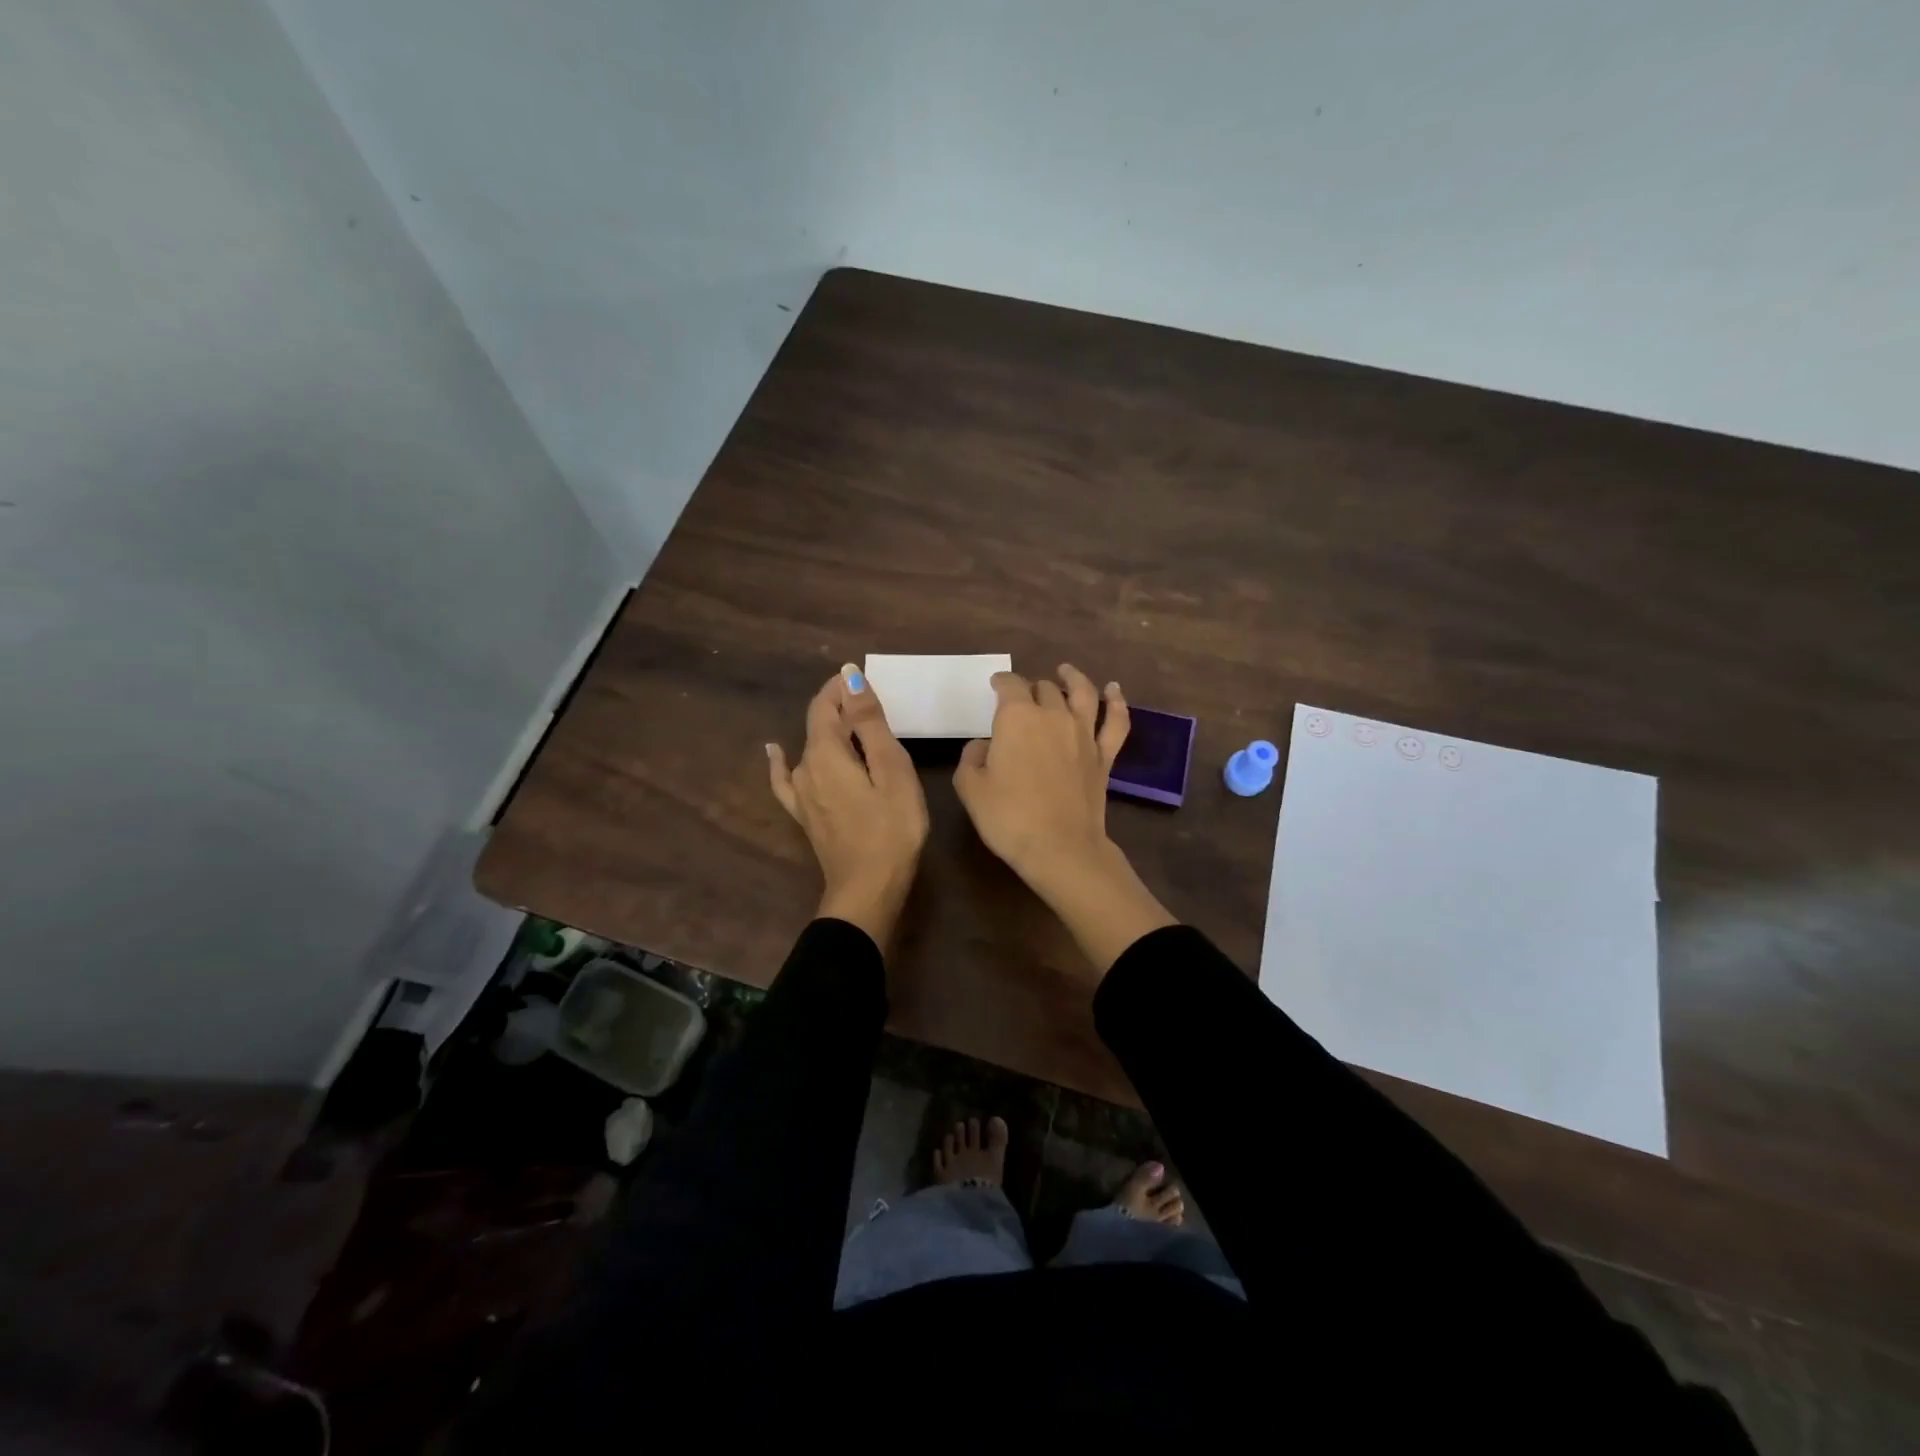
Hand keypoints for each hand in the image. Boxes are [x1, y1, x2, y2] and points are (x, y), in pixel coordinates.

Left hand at [768, 664, 928, 946]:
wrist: (868, 889)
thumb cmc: (891, 828)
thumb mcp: (891, 769)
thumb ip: (869, 722)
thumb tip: (849, 678)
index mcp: (825, 752)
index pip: (825, 704)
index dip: (842, 687)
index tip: (865, 678)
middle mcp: (804, 767)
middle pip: (817, 724)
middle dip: (840, 706)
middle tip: (871, 701)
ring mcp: (800, 793)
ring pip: (810, 747)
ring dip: (828, 729)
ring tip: (850, 721)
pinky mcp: (804, 814)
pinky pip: (786, 778)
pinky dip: (781, 761)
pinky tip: (774, 752)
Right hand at [954, 664, 1174, 972]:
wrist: (1060, 848)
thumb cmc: (1009, 818)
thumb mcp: (971, 788)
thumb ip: (971, 758)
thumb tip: (983, 745)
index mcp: (1018, 717)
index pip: (1009, 685)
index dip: (1001, 682)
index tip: (994, 686)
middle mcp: (1053, 715)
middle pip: (1043, 688)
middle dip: (1031, 688)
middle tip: (1022, 697)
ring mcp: (1084, 734)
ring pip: (1082, 693)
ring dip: (1073, 678)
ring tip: (1066, 671)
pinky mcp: (1104, 756)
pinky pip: (1115, 722)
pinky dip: (1117, 702)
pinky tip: (1114, 691)